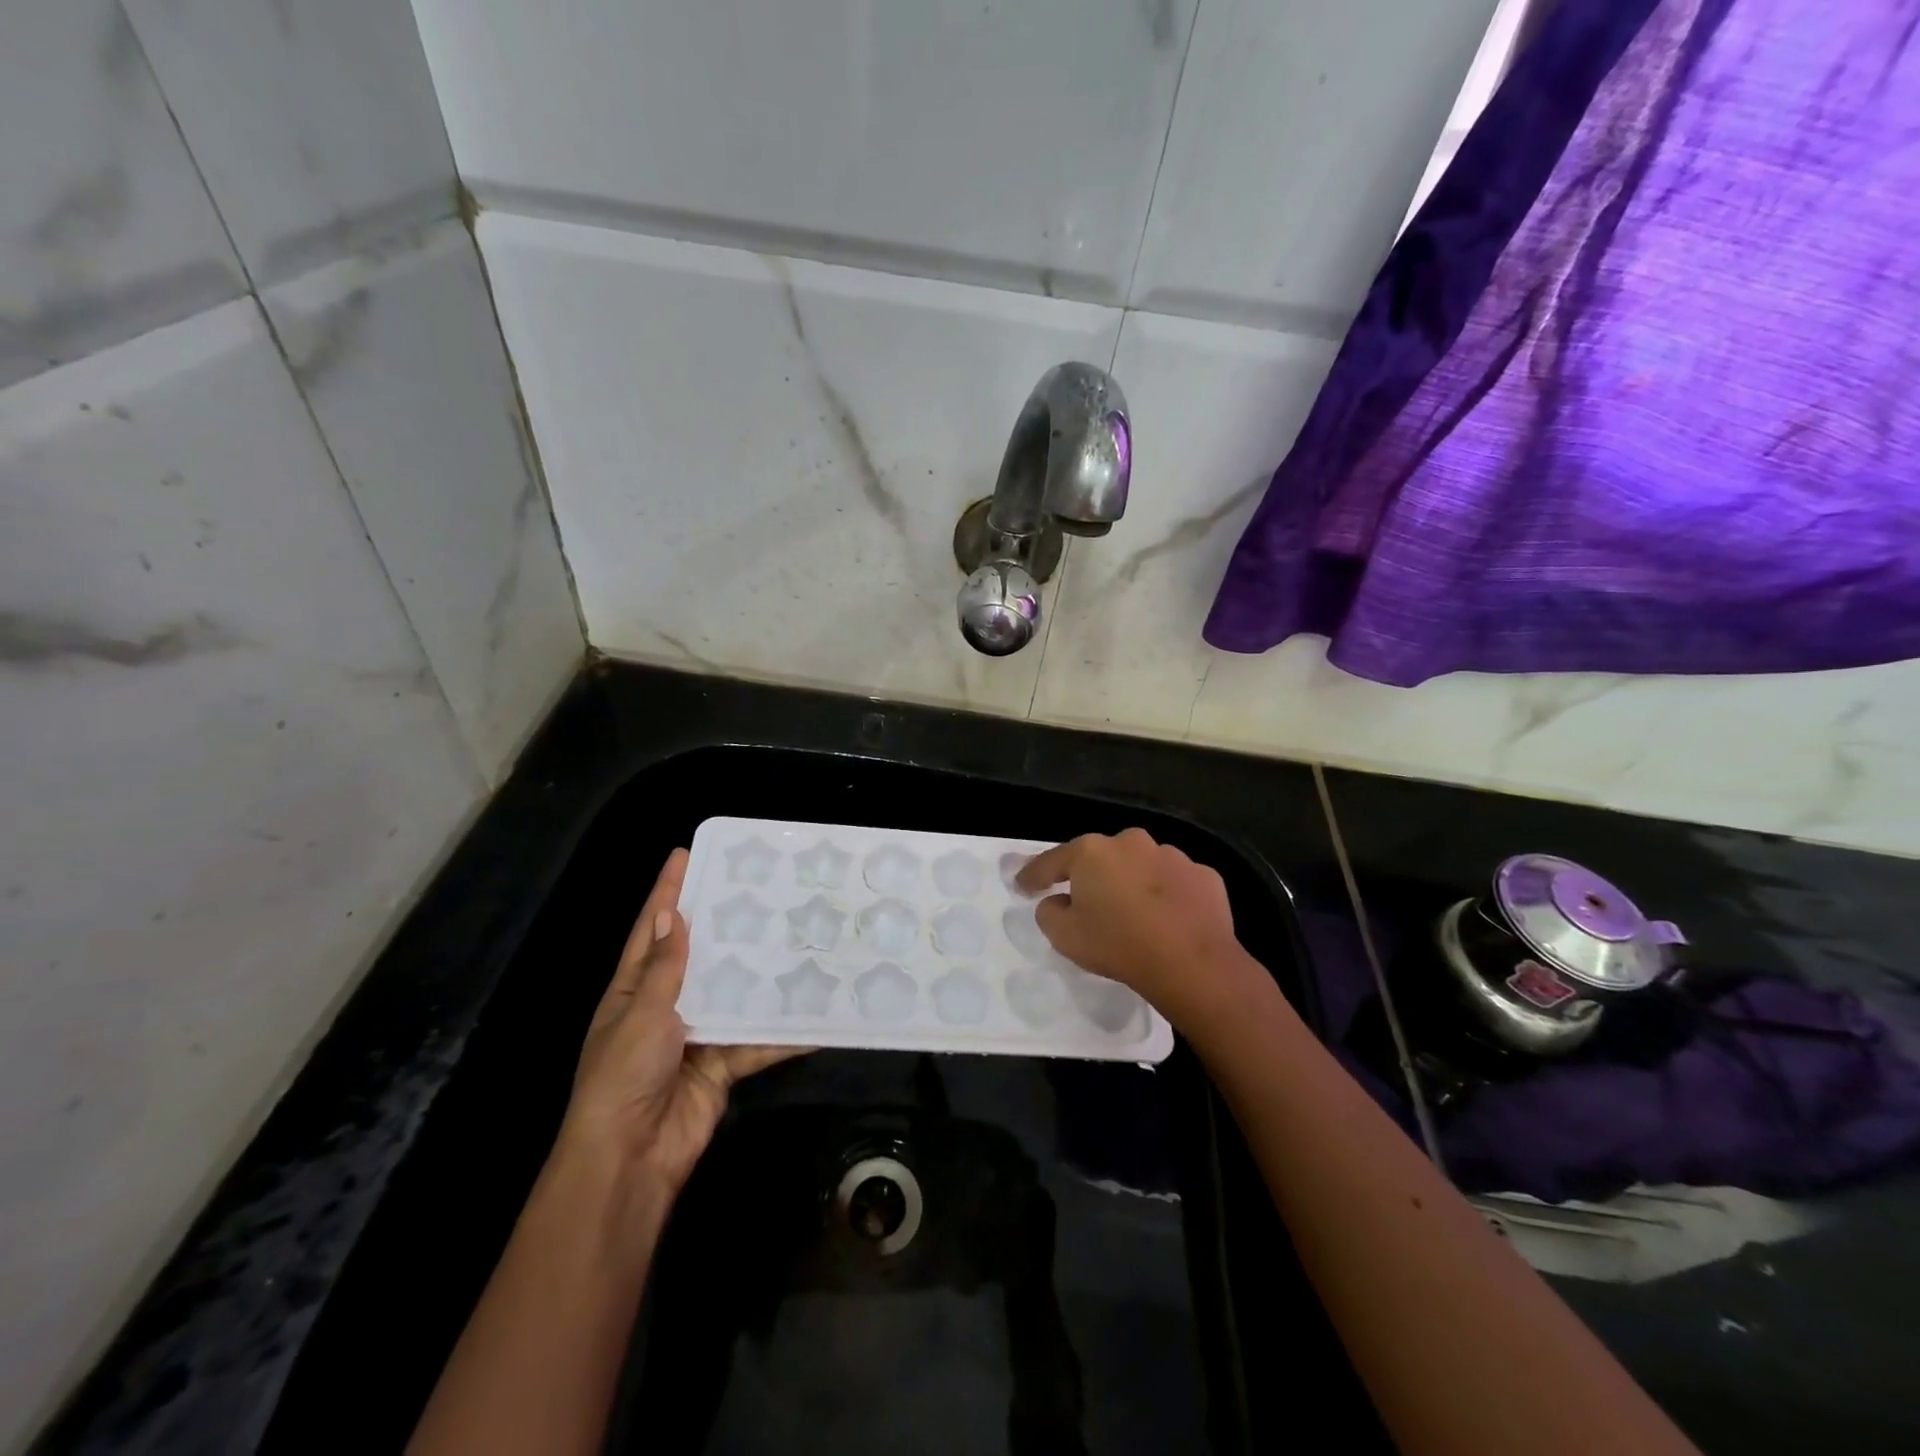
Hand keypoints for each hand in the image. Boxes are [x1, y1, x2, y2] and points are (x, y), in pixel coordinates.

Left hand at [557, 849, 803, 1197]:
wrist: (631, 1159)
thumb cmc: (623, 1075)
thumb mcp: (642, 1013)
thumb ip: (665, 968)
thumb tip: (674, 914)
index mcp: (633, 990)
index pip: (652, 929)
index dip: (666, 892)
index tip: (685, 854)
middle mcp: (665, 1006)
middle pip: (698, 955)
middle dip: (723, 924)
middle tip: (758, 888)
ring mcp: (696, 1035)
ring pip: (734, 993)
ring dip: (759, 973)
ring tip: (794, 936)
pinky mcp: (723, 1064)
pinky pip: (756, 1040)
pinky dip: (783, 1032)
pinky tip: (814, 1013)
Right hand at [1017, 829, 1257, 1030]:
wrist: (1192, 962)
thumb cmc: (1119, 945)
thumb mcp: (1065, 937)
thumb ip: (1049, 913)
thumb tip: (1056, 902)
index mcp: (1092, 852)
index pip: (1053, 861)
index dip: (1034, 875)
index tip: (1023, 885)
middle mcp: (1131, 842)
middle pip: (1101, 858)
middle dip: (1092, 877)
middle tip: (1088, 904)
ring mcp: (1172, 855)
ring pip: (1141, 867)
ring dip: (1133, 884)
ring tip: (1135, 916)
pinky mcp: (1203, 875)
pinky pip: (1175, 883)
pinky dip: (1168, 896)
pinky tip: (1169, 920)